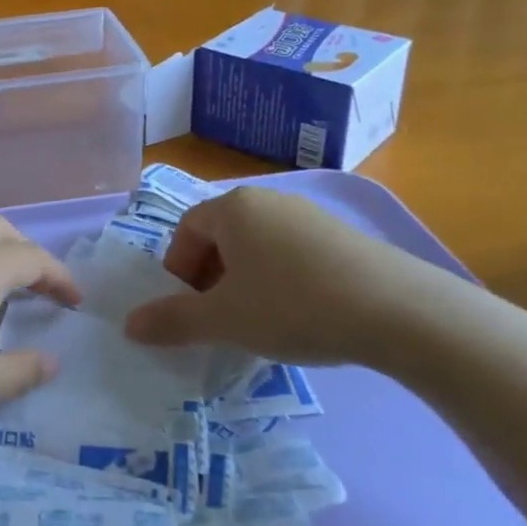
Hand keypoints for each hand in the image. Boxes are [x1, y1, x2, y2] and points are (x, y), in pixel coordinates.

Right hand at [123, 187, 448, 368]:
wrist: (398, 311)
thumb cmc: (293, 306)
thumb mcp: (224, 320)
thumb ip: (172, 321)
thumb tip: (128, 325)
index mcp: (233, 208)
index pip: (186, 231)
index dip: (178, 272)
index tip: (189, 309)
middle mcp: (269, 201)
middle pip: (221, 237)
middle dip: (210, 279)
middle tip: (220, 319)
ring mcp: (310, 216)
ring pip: (257, 247)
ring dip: (245, 282)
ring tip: (259, 322)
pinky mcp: (343, 236)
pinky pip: (292, 254)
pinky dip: (281, 282)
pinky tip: (300, 316)